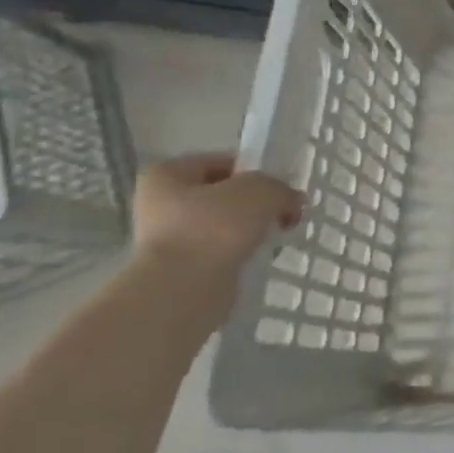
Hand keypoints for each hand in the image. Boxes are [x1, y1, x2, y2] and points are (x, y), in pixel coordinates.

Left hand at [131, 153, 302, 277]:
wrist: (184, 289)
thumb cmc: (215, 227)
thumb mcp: (261, 190)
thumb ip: (281, 188)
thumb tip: (292, 201)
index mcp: (167, 175)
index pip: (223, 163)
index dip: (257, 171)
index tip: (280, 187)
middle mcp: (161, 204)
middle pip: (225, 196)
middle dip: (258, 205)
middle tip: (285, 214)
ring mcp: (169, 240)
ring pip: (226, 226)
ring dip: (253, 230)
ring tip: (276, 238)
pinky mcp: (182, 270)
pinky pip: (223, 252)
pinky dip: (243, 254)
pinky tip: (261, 258)